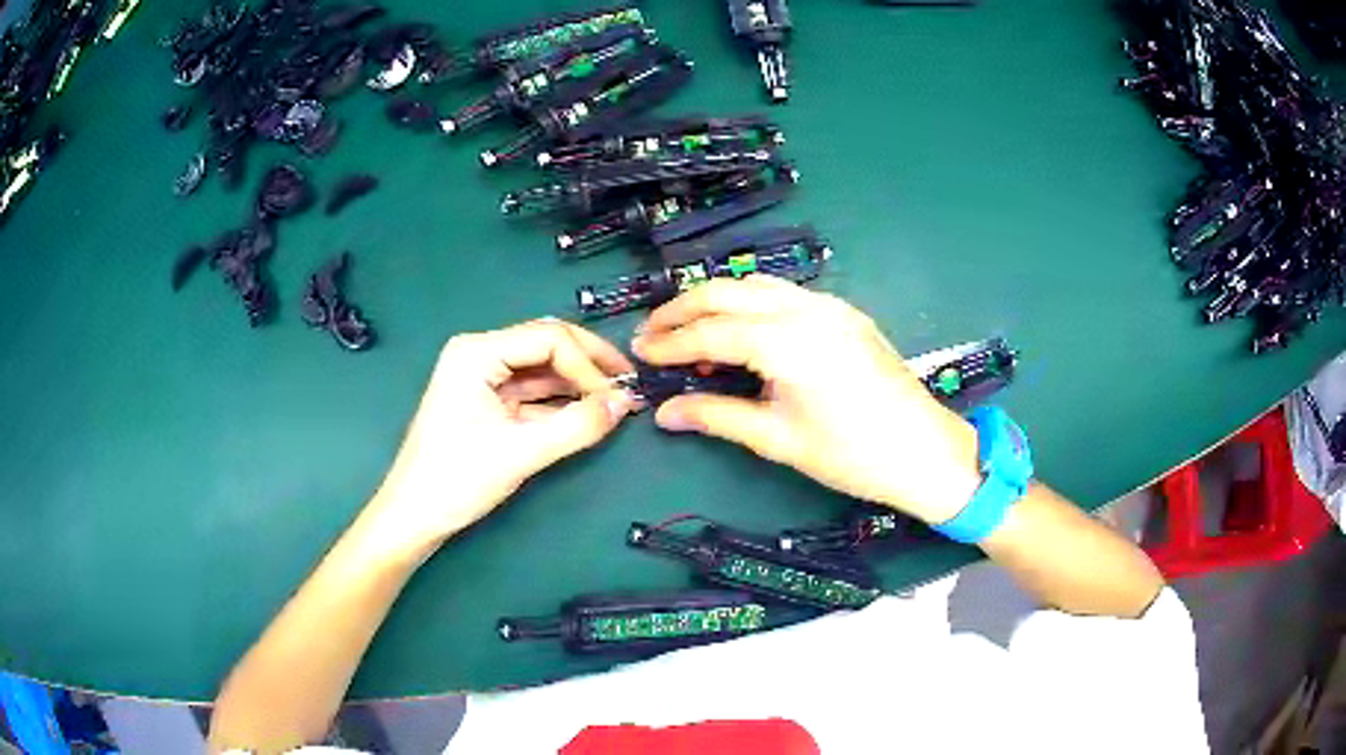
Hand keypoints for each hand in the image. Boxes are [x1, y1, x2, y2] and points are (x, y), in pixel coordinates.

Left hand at [367, 320, 635, 555]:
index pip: (549, 338)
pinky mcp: (487, 402)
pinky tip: (587, 414)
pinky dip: (560, 403)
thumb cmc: (457, 479)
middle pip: (547, 345)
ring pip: (542, 369)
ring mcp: (482, 377)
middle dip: (588, 366)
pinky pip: (532, 392)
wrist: (414, 517)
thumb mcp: (521, 452)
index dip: (588, 364)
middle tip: (627, 387)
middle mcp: (480, 353)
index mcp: (477, 351)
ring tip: (615, 403)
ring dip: (577, 384)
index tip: (618, 398)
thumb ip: (576, 425)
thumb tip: (626, 403)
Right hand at [633, 276, 981, 524]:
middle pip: (728, 290)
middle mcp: (806, 309)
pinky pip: (785, 294)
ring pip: (757, 285)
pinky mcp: (844, 312)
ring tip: (688, 330)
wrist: (924, 451)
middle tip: (652, 333)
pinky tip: (740, 330)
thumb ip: (717, 417)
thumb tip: (664, 412)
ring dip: (717, 300)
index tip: (639, 352)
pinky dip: (751, 304)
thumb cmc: (851, 455)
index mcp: (788, 342)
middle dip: (683, 308)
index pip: (712, 330)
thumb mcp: (778, 440)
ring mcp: (829, 305)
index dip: (670, 341)